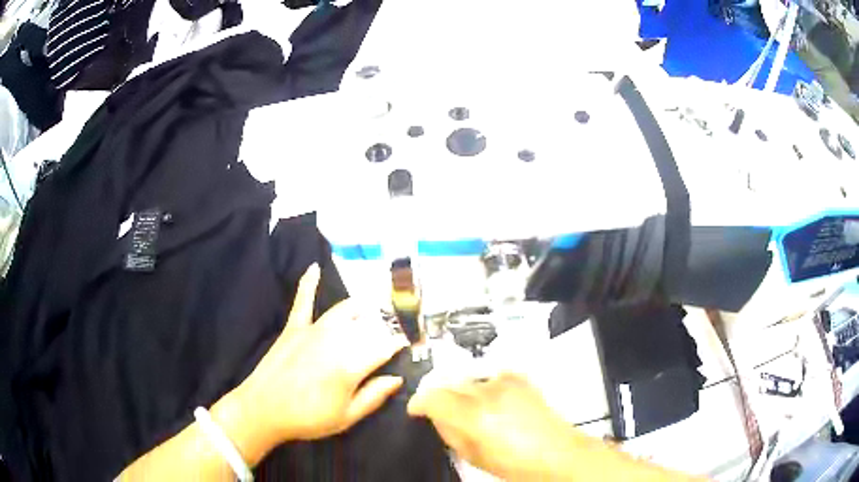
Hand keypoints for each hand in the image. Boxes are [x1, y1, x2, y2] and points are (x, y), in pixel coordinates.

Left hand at [226, 264, 407, 451]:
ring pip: (344, 310)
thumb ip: (374, 396)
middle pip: (368, 326)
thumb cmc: (308, 418)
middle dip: (385, 326)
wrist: (263, 409)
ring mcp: (312, 330)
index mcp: (350, 365)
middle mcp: (335, 341)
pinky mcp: (293, 327)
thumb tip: (397, 378)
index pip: (384, 346)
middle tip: (393, 331)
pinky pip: (303, 301)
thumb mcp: (347, 417)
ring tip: (375, 307)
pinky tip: (314, 267)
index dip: (398, 344)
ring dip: (363, 307)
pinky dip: (309, 283)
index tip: (406, 345)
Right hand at [407, 372, 574, 479]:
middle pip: (447, 381)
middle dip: (438, 394)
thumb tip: (435, 417)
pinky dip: (483, 385)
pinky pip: (489, 374)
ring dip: (460, 390)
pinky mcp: (519, 378)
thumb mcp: (472, 456)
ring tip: (467, 407)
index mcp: (472, 416)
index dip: (418, 402)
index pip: (431, 396)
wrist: (557, 453)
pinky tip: (489, 400)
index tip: (416, 409)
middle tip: (438, 409)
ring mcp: (504, 382)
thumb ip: (449, 431)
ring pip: (467, 376)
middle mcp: (486, 392)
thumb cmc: (516, 464)